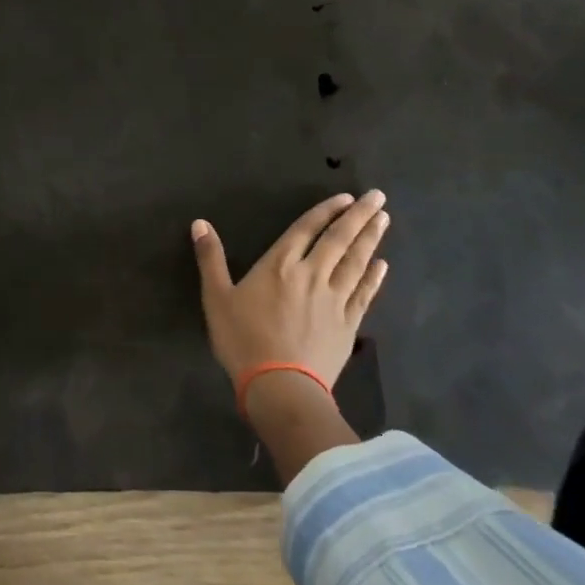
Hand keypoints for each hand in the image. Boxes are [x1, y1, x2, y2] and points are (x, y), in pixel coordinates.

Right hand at [191, 190, 389, 388]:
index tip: (346, 196)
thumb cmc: (243, 340)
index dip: (326, 211)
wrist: (280, 387)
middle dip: (359, 216)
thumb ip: (210, 258)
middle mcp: (312, 274)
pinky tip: (382, 266)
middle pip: (339, 240)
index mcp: (280, 265)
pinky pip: (364, 295)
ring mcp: (334, 300)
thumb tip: (200, 223)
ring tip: (384, 220)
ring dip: (370, 239)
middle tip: (379, 197)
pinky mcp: (347, 325)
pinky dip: (373, 278)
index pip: (307, 229)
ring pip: (356, 263)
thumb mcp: (217, 297)